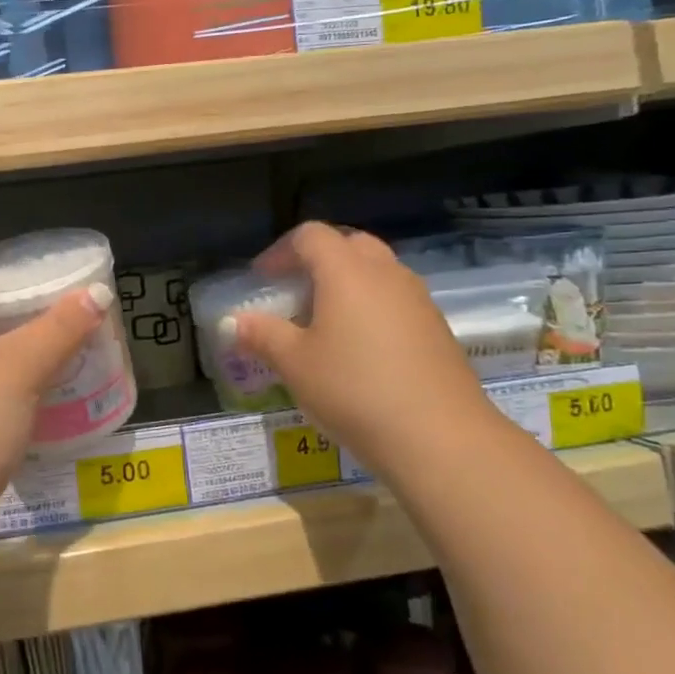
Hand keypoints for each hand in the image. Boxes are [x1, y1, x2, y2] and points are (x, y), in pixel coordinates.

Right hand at [227, 222, 495, 477]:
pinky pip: (397, 300)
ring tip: (325, 322)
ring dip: (348, 283)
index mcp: (347, 271)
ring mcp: (418, 300)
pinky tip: (361, 349)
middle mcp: (386, 274)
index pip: (310, 236)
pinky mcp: (437, 328)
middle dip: (318, 260)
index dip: (280, 251)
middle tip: (295, 292)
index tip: (262, 279)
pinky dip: (372, 308)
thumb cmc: (354, 389)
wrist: (440, 437)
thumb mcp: (294, 364)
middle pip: (349, 245)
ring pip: (378, 272)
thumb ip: (262, 335)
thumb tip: (234, 322)